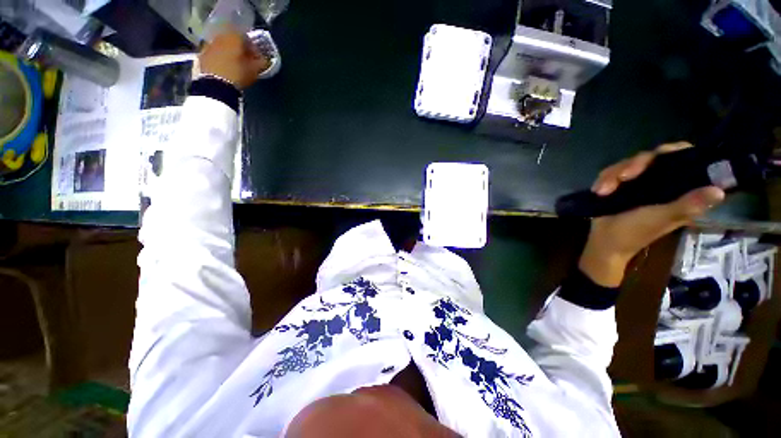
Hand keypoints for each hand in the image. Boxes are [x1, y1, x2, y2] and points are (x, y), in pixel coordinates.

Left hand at [199, 30, 269, 89]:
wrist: (215, 84)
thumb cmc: (238, 74)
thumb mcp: (254, 70)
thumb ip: (260, 62)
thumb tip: (263, 59)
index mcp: (235, 37)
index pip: (246, 37)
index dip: (252, 47)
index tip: (256, 56)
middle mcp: (221, 36)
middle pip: (232, 40)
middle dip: (239, 49)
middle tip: (245, 60)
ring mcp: (209, 45)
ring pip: (222, 46)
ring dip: (228, 53)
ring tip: (234, 65)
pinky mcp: (202, 55)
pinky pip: (214, 53)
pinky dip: (219, 58)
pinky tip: (224, 68)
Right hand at [579, 142, 725, 286]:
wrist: (604, 242)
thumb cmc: (635, 233)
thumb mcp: (662, 219)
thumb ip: (686, 205)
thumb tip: (719, 191)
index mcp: (676, 190)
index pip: (683, 159)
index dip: (675, 152)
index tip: (660, 155)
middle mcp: (659, 183)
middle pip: (652, 158)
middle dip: (634, 165)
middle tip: (623, 177)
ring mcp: (637, 184)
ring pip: (627, 165)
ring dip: (612, 176)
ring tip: (602, 191)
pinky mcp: (618, 187)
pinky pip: (611, 173)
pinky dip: (604, 180)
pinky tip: (598, 190)